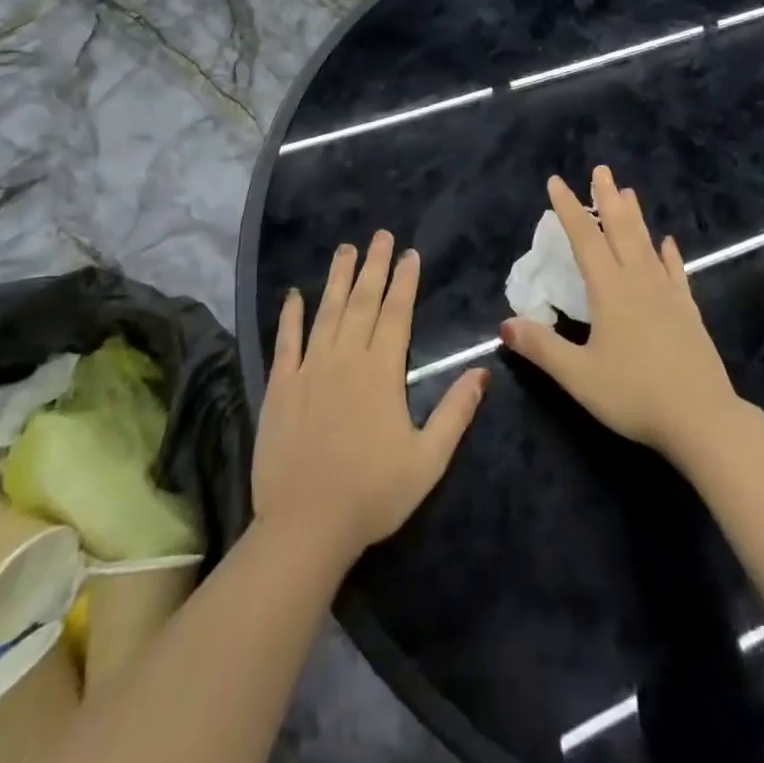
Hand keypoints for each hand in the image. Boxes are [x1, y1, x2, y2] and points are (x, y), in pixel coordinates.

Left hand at [252, 232, 487, 564]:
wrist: (305, 527)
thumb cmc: (372, 495)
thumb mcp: (428, 460)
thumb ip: (456, 412)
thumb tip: (483, 370)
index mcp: (382, 372)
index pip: (397, 313)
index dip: (404, 281)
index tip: (409, 253)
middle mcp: (345, 359)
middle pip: (363, 302)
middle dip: (374, 266)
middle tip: (380, 235)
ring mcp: (310, 369)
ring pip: (326, 312)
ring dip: (337, 278)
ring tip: (345, 248)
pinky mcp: (280, 386)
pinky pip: (286, 342)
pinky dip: (290, 315)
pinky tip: (294, 294)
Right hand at [500, 166, 737, 460]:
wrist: (702, 418)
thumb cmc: (634, 394)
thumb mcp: (578, 376)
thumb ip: (541, 347)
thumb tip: (504, 324)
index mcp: (609, 290)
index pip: (584, 239)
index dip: (569, 209)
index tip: (557, 181)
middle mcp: (638, 281)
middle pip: (620, 230)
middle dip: (607, 198)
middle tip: (601, 170)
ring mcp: (667, 294)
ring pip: (646, 244)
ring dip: (635, 216)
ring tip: (629, 191)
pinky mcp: (687, 311)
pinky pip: (675, 272)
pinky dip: (668, 254)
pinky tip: (668, 242)